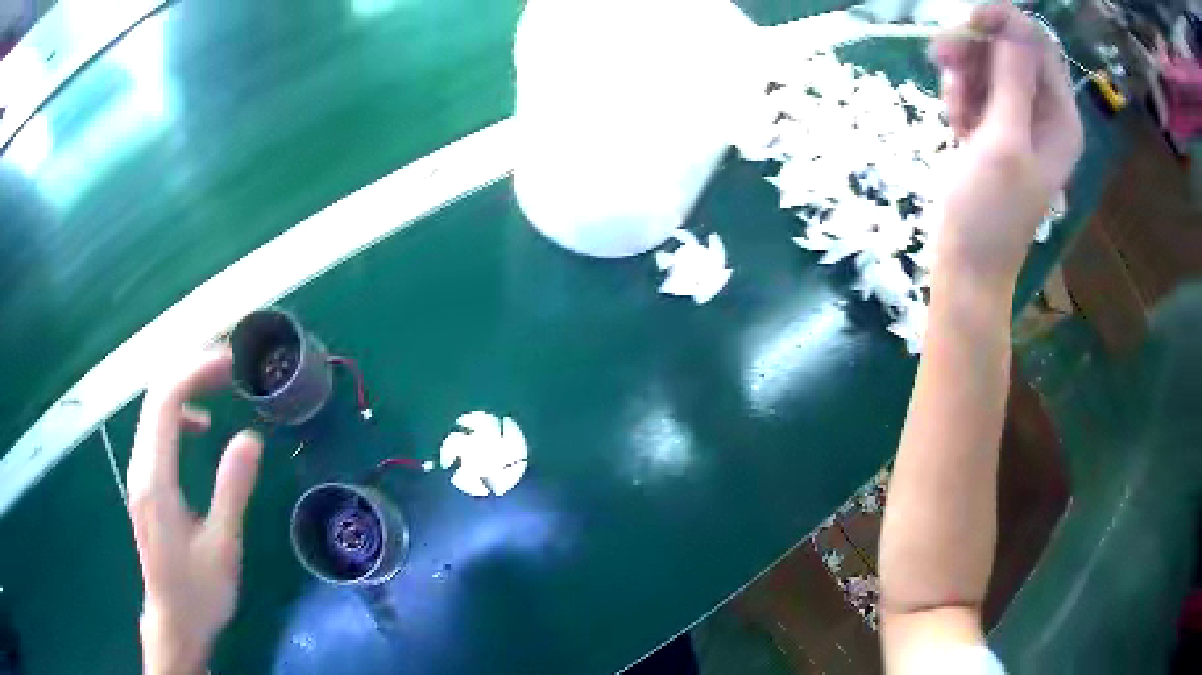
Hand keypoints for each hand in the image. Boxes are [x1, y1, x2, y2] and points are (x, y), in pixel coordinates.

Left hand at [127, 348, 262, 674]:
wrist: (174, 621)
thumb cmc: (199, 591)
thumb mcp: (223, 546)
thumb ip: (232, 490)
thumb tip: (250, 437)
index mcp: (156, 479)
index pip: (164, 402)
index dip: (194, 372)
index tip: (229, 363)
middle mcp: (140, 467)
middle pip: (155, 396)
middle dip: (190, 371)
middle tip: (229, 366)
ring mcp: (139, 473)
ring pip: (153, 409)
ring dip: (185, 387)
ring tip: (219, 385)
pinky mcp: (144, 483)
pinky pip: (155, 430)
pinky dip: (178, 413)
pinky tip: (200, 427)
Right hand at [931, 3, 1083, 286]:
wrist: (966, 261)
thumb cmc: (990, 212)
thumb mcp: (1004, 143)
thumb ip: (1013, 81)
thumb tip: (1015, 23)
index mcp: (1060, 118)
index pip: (1039, 46)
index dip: (1007, 23)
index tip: (969, 19)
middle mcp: (1043, 112)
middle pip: (1010, 49)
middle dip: (976, 48)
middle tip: (944, 58)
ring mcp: (1017, 118)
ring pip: (987, 64)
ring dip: (963, 74)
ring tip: (953, 109)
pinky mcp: (994, 125)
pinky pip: (975, 86)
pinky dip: (959, 95)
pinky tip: (955, 124)